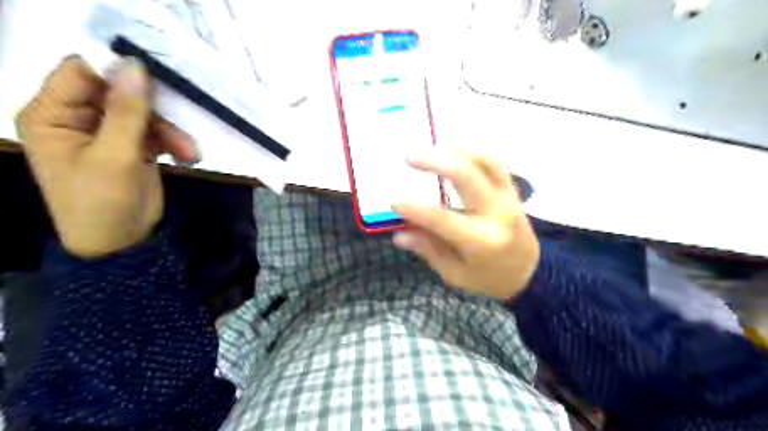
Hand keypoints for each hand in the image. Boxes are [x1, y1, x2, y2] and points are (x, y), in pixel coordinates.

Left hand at [17, 57, 197, 258]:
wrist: (121, 242)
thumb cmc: (101, 202)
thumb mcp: (115, 156)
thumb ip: (126, 111)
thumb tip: (134, 64)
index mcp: (52, 114)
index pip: (81, 73)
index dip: (117, 72)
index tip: (156, 81)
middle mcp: (78, 118)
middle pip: (119, 92)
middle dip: (154, 110)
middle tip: (179, 126)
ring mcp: (108, 132)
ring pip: (145, 113)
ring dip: (171, 131)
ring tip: (190, 153)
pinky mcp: (133, 146)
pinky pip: (156, 131)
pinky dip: (174, 142)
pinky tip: (187, 156)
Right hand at [392, 152, 534, 302]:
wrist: (531, 274)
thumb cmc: (489, 279)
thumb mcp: (455, 274)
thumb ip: (429, 250)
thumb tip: (399, 234)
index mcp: (481, 241)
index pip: (441, 218)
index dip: (414, 209)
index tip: (394, 202)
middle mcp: (497, 214)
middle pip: (467, 176)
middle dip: (435, 162)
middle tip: (410, 158)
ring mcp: (508, 199)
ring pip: (485, 161)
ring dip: (456, 151)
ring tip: (432, 151)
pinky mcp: (512, 191)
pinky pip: (494, 163)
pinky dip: (473, 154)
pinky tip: (454, 154)